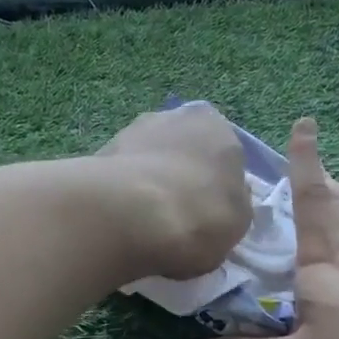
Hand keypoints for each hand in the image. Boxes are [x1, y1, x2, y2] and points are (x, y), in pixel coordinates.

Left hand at [97, 104, 250, 281]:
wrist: (131, 216)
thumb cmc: (199, 216)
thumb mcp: (238, 221)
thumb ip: (233, 202)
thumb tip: (226, 196)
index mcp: (217, 126)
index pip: (223, 154)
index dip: (215, 185)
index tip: (207, 212)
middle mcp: (175, 117)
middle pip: (183, 150)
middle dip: (180, 176)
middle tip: (176, 215)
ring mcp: (133, 130)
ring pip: (149, 160)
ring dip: (148, 182)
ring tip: (144, 222)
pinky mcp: (100, 152)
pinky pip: (121, 176)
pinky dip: (122, 193)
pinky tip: (121, 219)